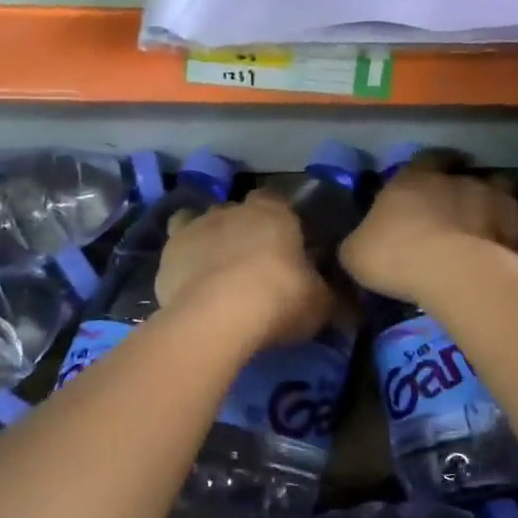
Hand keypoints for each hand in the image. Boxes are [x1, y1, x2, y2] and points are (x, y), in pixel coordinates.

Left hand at [156, 190, 334, 347]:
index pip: (277, 201)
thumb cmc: (280, 298)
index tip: (288, 245)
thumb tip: (350, 306)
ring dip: (210, 240)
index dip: (281, 221)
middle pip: (238, 212)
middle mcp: (232, 210)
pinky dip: (184, 263)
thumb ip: (331, 297)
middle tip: (254, 264)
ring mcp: (194, 228)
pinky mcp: (167, 254)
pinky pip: (177, 253)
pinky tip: (192, 285)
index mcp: (273, 212)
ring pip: (201, 223)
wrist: (218, 316)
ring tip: (218, 271)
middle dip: (244, 230)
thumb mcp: (321, 303)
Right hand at [341, 169, 517, 302]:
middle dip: (464, 187)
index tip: (430, 179)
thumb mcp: (356, 253)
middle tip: (459, 209)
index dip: (428, 167)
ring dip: (495, 204)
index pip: (425, 159)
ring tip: (489, 227)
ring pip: (501, 190)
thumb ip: (361, 242)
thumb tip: (360, 243)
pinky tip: (509, 252)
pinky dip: (515, 234)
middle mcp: (457, 179)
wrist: (452, 271)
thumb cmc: (395, 255)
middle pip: (467, 172)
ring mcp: (494, 197)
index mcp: (414, 178)